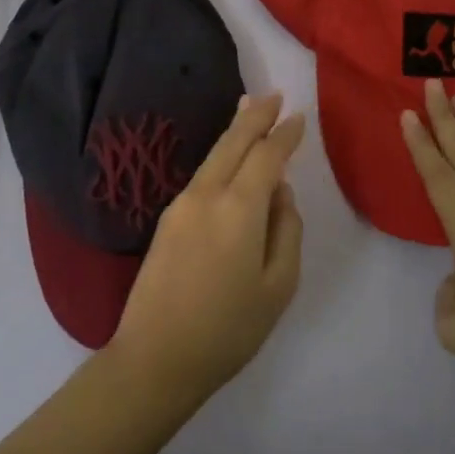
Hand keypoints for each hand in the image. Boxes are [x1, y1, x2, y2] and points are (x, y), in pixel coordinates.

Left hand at [108, 93, 305, 403]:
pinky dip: (219, 156)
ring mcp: (181, 204)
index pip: (267, 156)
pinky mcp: (166, 218)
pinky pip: (202, 175)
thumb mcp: (277, 287)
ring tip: (249, 109)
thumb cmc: (228, 330)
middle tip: (274, 95)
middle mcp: (206, 194)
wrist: (155, 358)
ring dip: (234, 131)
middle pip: (233, 142)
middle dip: (255, 116)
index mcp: (239, 209)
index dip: (284, 135)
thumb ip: (287, 231)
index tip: (299, 117)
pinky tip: (227, 157)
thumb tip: (280, 193)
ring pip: (213, 155)